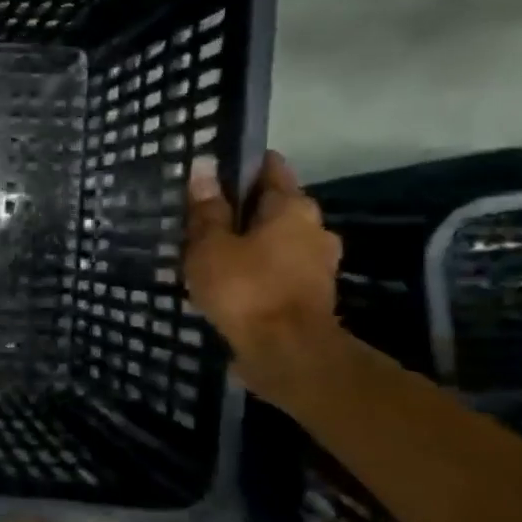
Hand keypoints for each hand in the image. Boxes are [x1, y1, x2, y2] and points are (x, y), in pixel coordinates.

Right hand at [185, 152, 341, 384]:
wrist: (286, 353)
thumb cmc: (246, 289)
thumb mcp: (211, 246)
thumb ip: (207, 210)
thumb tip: (204, 167)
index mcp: (293, 207)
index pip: (270, 168)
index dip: (240, 167)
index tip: (211, 176)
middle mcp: (315, 228)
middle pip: (274, 207)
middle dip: (242, 211)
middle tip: (202, 221)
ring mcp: (318, 264)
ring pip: (276, 241)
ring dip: (249, 245)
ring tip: (210, 256)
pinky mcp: (311, 295)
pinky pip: (278, 271)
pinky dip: (257, 272)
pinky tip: (230, 284)